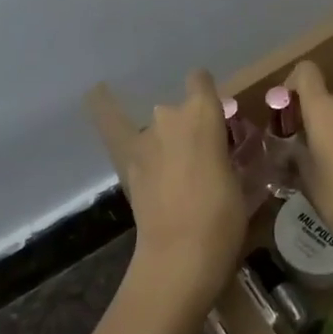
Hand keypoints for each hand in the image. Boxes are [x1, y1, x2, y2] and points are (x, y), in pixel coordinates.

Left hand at [98, 71, 246, 311]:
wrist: (182, 252)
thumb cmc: (223, 217)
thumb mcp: (238, 181)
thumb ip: (224, 157)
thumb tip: (217, 157)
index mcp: (205, 113)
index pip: (200, 81)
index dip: (205, 93)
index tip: (213, 112)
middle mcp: (171, 114)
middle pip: (180, 110)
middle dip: (188, 129)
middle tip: (200, 160)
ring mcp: (145, 136)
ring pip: (157, 126)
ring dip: (164, 141)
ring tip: (174, 169)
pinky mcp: (126, 159)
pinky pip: (111, 123)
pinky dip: (103, 107)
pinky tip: (95, 92)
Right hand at [286, 61, 332, 261]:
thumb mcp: (306, 180)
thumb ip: (293, 153)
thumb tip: (287, 146)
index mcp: (325, 109)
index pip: (306, 72)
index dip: (292, 85)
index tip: (287, 114)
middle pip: (324, 98)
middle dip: (312, 119)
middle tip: (304, 150)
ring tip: (329, 165)